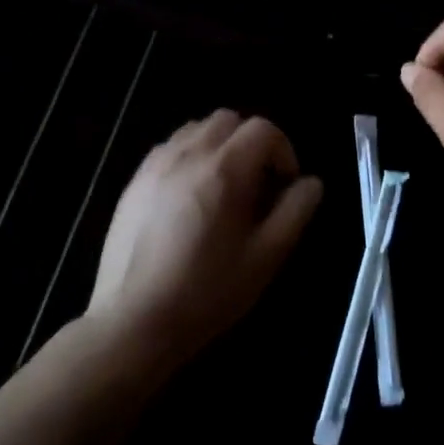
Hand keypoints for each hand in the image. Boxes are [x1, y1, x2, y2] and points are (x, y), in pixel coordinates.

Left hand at [87, 110, 321, 367]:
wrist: (132, 324)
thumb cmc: (206, 292)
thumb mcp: (265, 258)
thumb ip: (295, 212)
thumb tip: (311, 183)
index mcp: (224, 169)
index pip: (263, 129)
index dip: (283, 149)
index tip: (285, 184)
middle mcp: (189, 153)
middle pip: (229, 120)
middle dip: (251, 142)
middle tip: (257, 183)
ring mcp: (157, 163)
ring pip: (198, 128)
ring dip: (220, 144)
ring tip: (224, 186)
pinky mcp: (135, 180)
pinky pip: (171, 146)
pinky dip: (190, 155)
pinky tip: (190, 196)